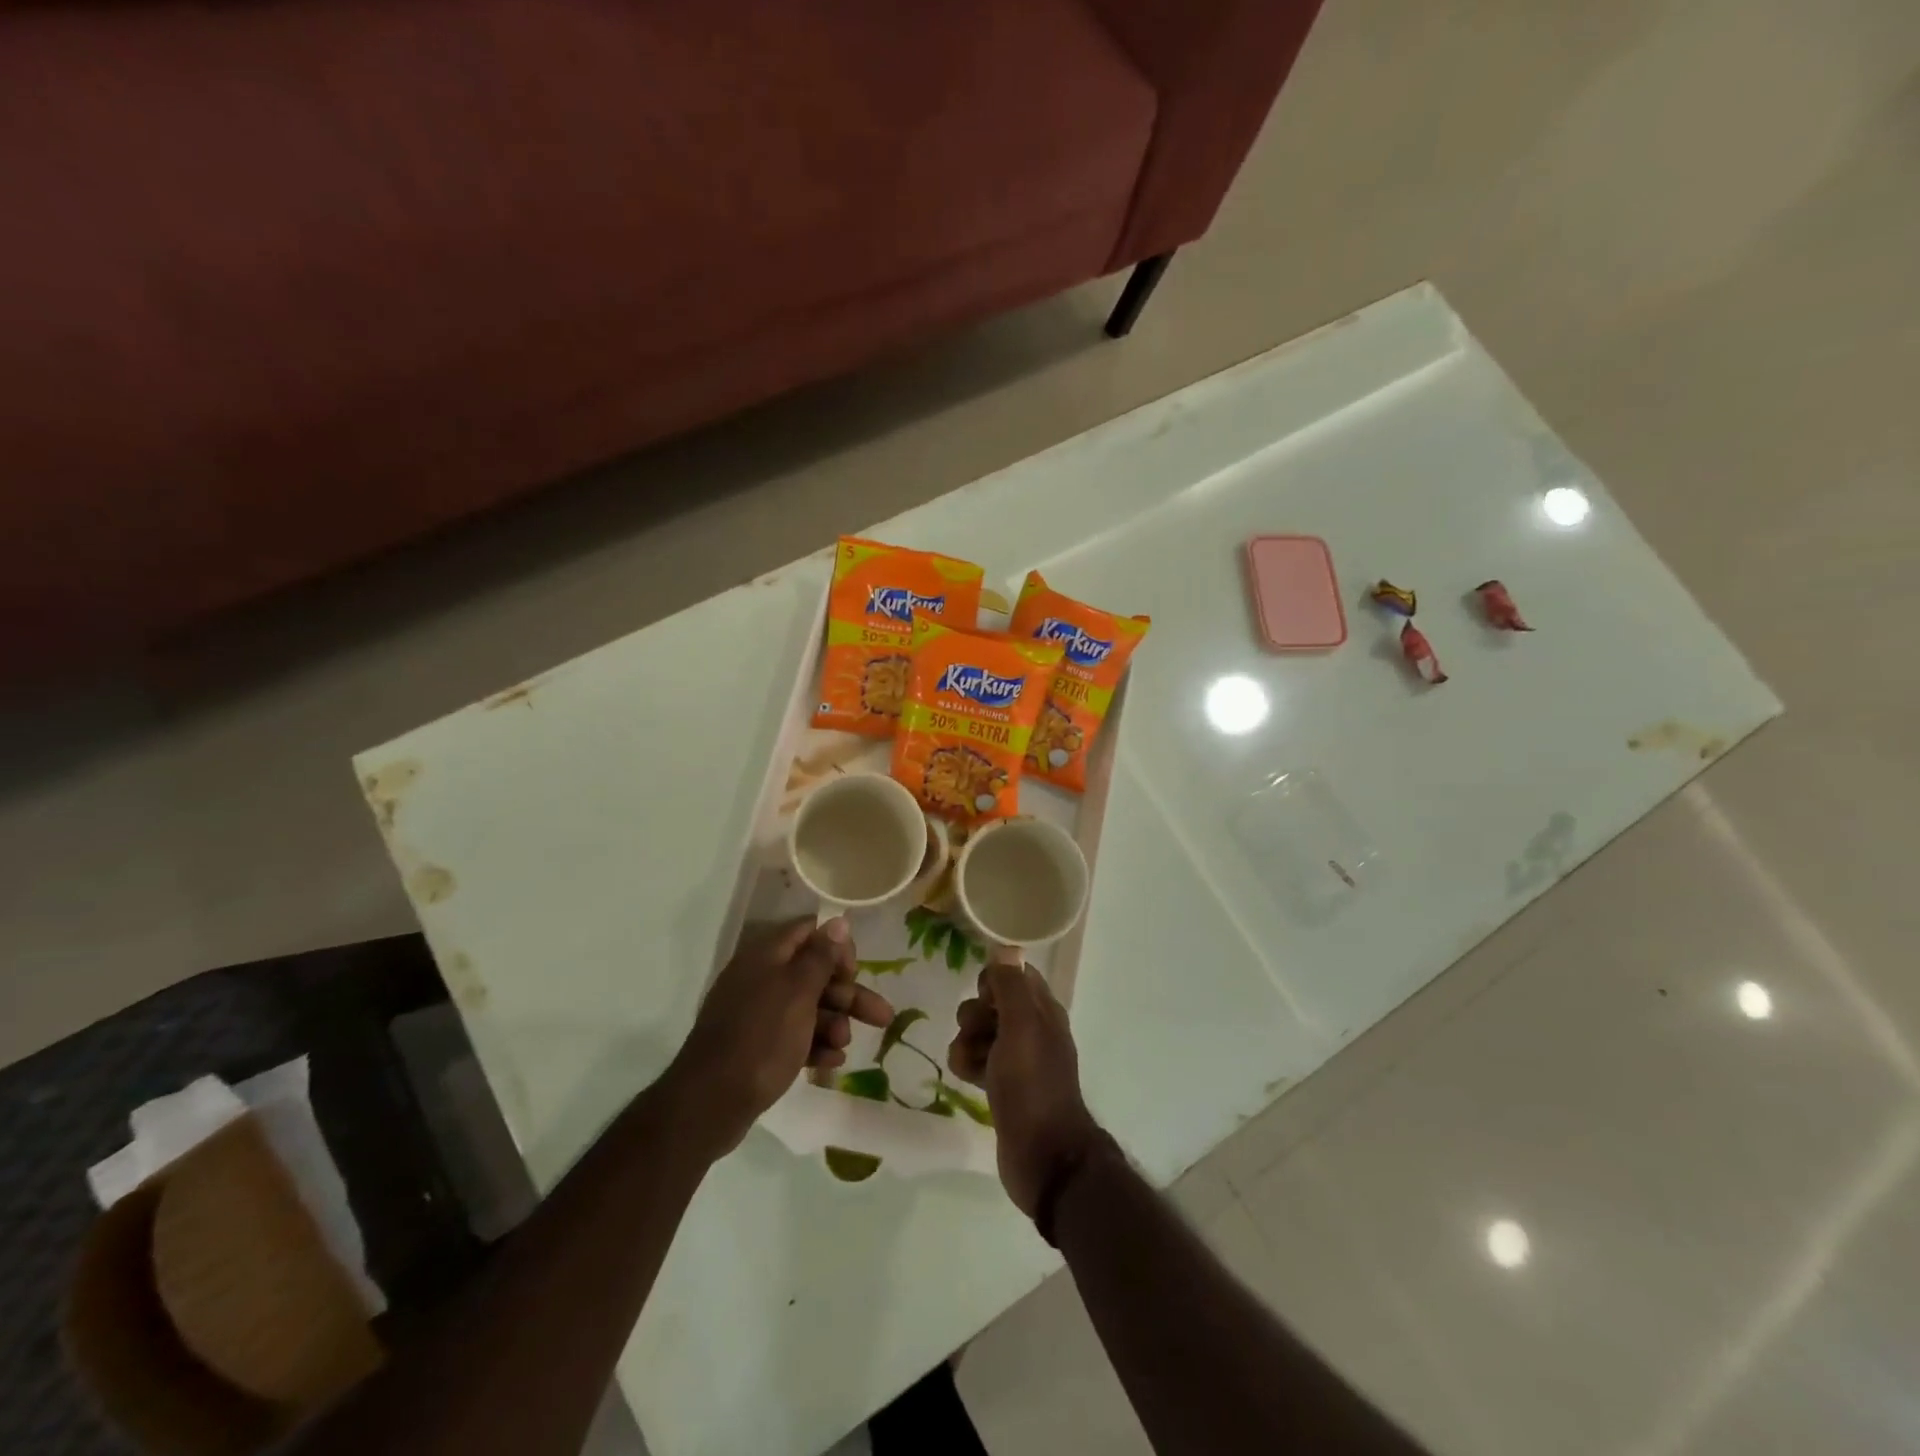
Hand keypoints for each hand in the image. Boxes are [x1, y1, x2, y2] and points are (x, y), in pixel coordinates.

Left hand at [671, 917, 893, 1155]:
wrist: (709, 1103)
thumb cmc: (761, 1038)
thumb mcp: (798, 992)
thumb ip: (821, 956)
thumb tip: (839, 920)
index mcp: (767, 956)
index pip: (810, 933)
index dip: (837, 948)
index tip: (854, 972)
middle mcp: (761, 978)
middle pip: (815, 974)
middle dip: (848, 995)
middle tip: (881, 1016)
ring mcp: (757, 1013)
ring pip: (808, 1007)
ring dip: (834, 1023)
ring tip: (844, 1046)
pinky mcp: (756, 1045)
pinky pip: (794, 1035)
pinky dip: (815, 1044)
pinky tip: (832, 1063)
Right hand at [949, 954, 1100, 1218]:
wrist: (1043, 1156)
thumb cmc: (1032, 1085)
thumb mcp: (1021, 1027)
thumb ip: (1011, 986)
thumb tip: (1005, 946)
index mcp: (1043, 1011)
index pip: (1015, 974)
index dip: (993, 980)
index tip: (983, 997)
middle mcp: (1033, 1030)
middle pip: (992, 1003)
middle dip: (975, 1015)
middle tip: (979, 1034)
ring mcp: (1018, 1060)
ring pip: (980, 1033)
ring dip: (967, 1042)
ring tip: (970, 1063)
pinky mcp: (1003, 1087)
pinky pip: (977, 1061)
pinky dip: (969, 1065)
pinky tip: (968, 1079)